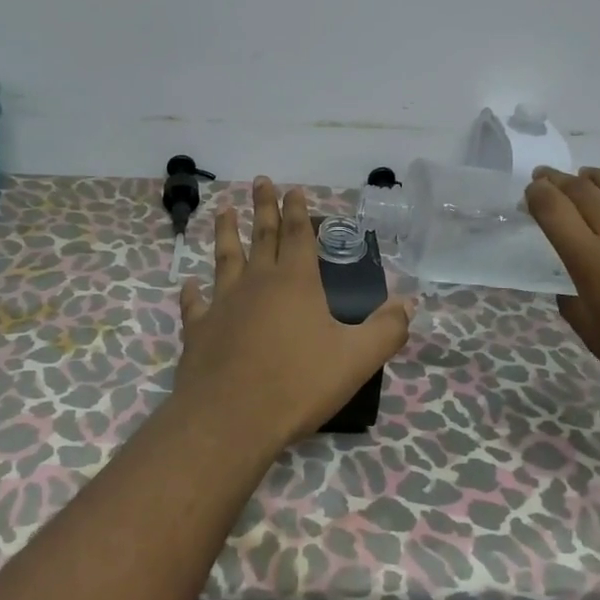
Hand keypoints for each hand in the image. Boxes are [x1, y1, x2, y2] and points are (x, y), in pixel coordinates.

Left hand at [174, 177, 413, 454]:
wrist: (230, 419)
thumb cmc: (297, 384)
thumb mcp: (356, 359)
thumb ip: (386, 330)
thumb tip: (409, 302)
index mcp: (295, 283)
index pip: (298, 235)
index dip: (297, 211)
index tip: (292, 188)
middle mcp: (257, 283)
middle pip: (262, 236)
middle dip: (263, 207)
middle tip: (259, 180)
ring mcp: (223, 304)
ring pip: (225, 259)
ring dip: (226, 233)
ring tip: (223, 211)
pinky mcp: (198, 330)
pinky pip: (195, 304)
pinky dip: (193, 293)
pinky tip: (191, 285)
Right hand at [524, 166, 599, 421]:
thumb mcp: (597, 339)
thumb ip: (574, 304)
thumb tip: (571, 285)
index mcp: (593, 260)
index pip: (553, 209)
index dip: (536, 195)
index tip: (530, 192)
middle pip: (583, 191)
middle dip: (558, 180)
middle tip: (547, 176)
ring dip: (599, 177)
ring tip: (588, 176)